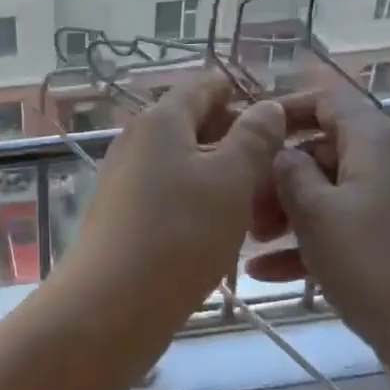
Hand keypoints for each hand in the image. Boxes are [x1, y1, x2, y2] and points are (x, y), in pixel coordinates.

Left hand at [64, 72, 288, 318]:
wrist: (112, 303)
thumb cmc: (180, 233)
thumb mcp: (231, 181)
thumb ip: (254, 138)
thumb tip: (268, 106)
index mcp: (161, 120)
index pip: (203, 86)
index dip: (240, 92)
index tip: (277, 112)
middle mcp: (137, 139)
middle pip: (192, 124)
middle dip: (236, 138)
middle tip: (277, 166)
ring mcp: (125, 176)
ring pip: (183, 161)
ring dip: (221, 174)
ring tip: (260, 203)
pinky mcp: (123, 212)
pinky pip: (169, 191)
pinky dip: (199, 199)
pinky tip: (224, 228)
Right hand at [244, 82, 389, 369]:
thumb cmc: (374, 262)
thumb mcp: (315, 213)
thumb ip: (288, 171)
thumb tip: (283, 153)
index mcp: (377, 139)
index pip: (326, 99)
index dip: (284, 109)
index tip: (248, 133)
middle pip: (324, 151)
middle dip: (278, 177)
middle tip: (245, 207)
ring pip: (334, 193)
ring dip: (290, 214)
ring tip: (252, 243)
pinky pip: (353, 225)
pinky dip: (316, 241)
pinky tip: (270, 272)